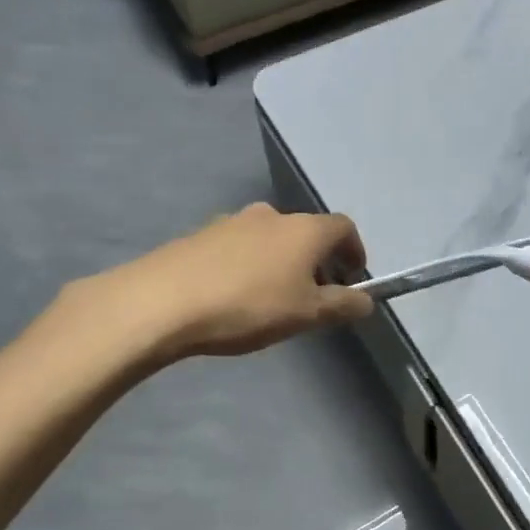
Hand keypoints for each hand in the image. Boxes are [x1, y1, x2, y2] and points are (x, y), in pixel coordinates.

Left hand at [109, 203, 374, 359]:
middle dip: (316, 261)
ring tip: (271, 300)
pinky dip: (249, 265)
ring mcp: (232, 221)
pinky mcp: (201, 234)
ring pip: (270, 239)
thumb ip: (342, 305)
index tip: (352, 278)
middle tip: (312, 297)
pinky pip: (238, 247)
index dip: (354, 251)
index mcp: (304, 229)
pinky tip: (233, 296)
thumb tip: (366, 301)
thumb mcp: (306, 314)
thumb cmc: (248, 306)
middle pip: (306, 232)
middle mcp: (271, 215)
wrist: (163, 301)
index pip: (344, 227)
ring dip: (281, 262)